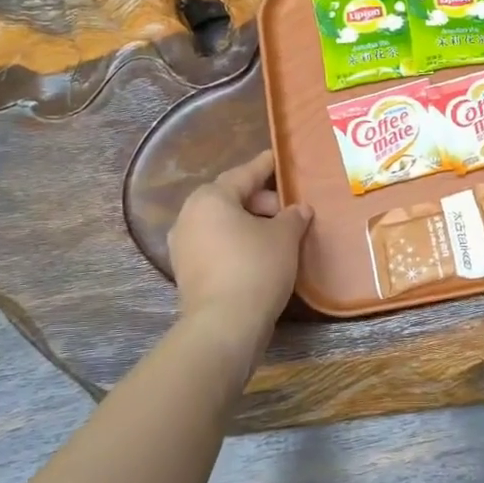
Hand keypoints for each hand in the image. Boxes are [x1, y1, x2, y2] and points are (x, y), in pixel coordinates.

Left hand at [168, 150, 312, 338]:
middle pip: (230, 198)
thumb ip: (293, 217)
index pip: (244, 174)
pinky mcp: (186, 272)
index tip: (277, 158)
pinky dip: (236, 244)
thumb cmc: (256, 267)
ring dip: (249, 224)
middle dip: (260, 201)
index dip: (264, 166)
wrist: (224, 324)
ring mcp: (183, 246)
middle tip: (288, 210)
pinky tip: (260, 255)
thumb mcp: (284, 237)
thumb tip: (299, 209)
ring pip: (222, 224)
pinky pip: (216, 246)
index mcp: (210, 198)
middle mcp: (189, 216)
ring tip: (277, 233)